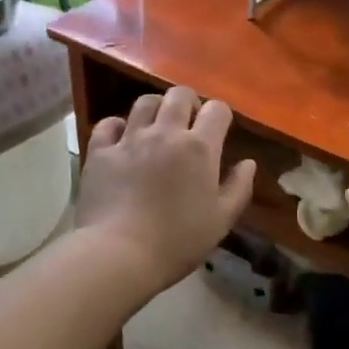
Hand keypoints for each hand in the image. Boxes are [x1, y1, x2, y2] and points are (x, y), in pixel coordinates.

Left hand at [77, 87, 255, 292]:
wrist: (119, 254)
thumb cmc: (178, 240)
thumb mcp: (222, 220)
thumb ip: (239, 187)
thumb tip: (248, 162)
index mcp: (200, 147)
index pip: (218, 109)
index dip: (221, 115)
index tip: (219, 131)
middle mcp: (166, 133)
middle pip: (179, 95)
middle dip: (189, 102)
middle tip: (188, 123)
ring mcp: (130, 139)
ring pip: (144, 102)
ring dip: (156, 109)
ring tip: (157, 127)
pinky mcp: (100, 151)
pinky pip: (109, 124)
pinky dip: (118, 126)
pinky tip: (122, 139)